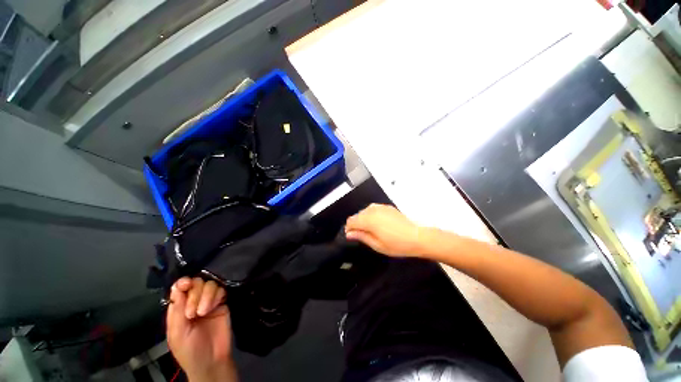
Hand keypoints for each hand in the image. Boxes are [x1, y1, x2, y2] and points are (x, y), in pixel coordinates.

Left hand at [167, 277, 236, 381]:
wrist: (212, 361)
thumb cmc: (189, 350)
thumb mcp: (177, 333)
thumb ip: (177, 310)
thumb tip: (177, 287)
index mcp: (179, 309)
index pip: (180, 289)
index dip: (183, 283)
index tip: (186, 284)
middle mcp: (194, 302)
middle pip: (196, 284)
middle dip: (195, 294)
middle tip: (193, 313)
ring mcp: (209, 302)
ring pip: (210, 285)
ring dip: (206, 295)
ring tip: (203, 312)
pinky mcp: (223, 303)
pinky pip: (222, 291)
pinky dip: (217, 295)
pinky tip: (215, 307)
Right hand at [345, 204, 425, 257]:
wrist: (417, 237)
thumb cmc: (397, 244)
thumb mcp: (377, 245)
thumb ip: (361, 236)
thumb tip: (349, 234)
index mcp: (368, 220)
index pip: (351, 221)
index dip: (349, 229)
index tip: (352, 236)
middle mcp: (372, 210)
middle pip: (357, 215)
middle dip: (357, 224)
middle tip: (363, 235)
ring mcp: (380, 207)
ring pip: (364, 211)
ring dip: (364, 219)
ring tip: (372, 230)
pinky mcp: (387, 206)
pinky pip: (373, 209)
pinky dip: (372, 215)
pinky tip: (379, 223)